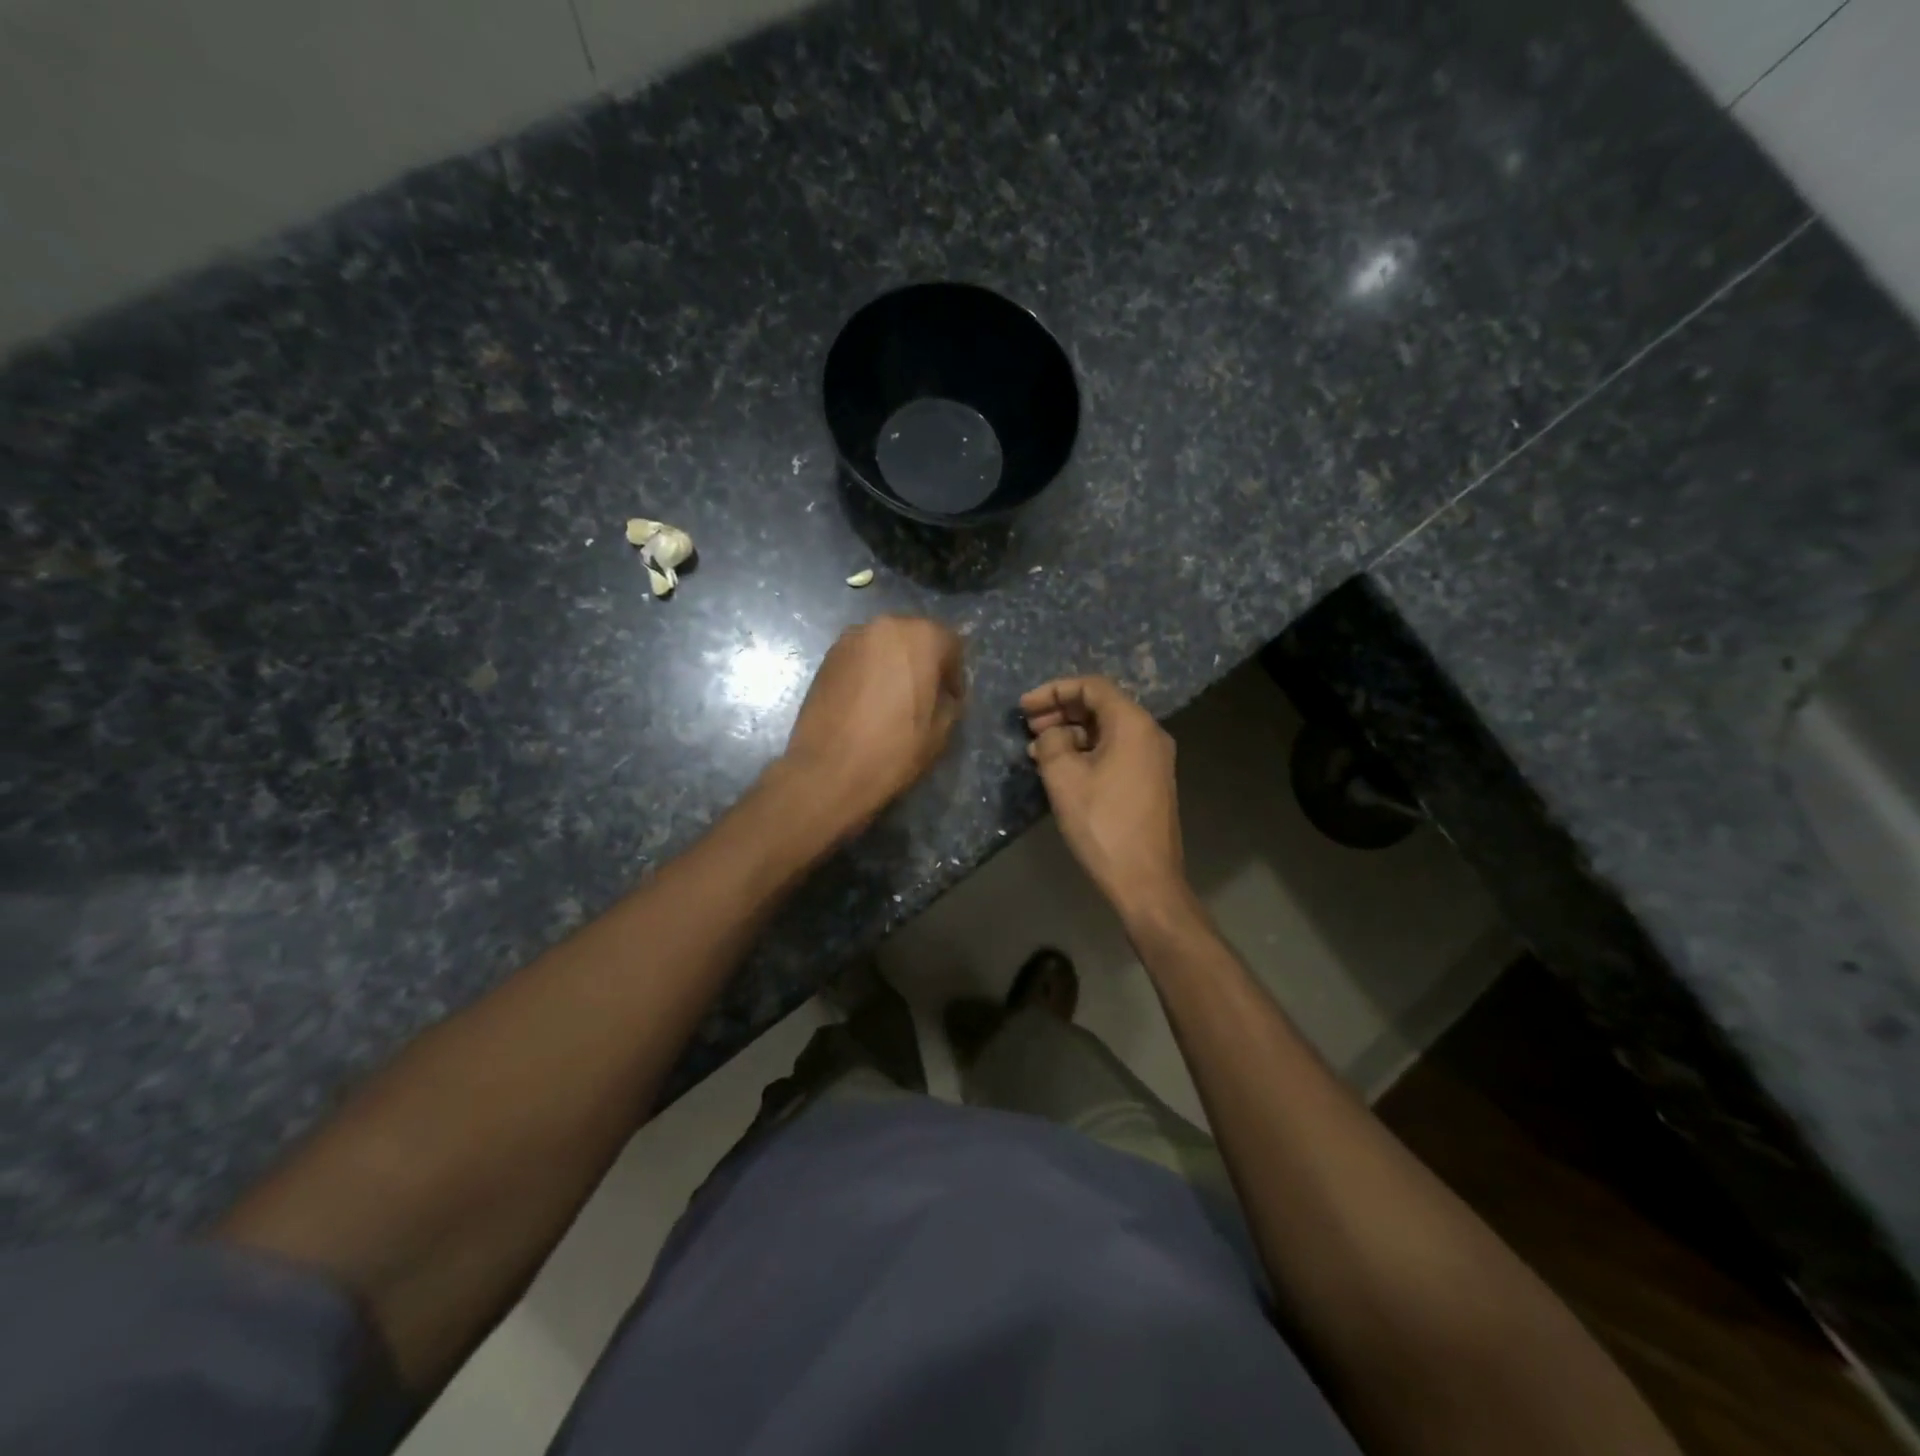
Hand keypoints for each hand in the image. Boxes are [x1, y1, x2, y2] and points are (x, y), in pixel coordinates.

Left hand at [778, 616, 966, 835]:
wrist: (829, 770)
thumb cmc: (895, 748)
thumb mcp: (941, 730)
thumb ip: (949, 699)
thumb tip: (942, 693)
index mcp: (921, 637)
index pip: (950, 643)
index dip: (955, 673)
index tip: (951, 698)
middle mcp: (885, 627)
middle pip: (915, 636)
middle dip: (923, 661)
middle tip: (924, 694)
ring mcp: (850, 639)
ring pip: (884, 645)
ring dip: (894, 664)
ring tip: (893, 698)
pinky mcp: (826, 657)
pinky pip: (860, 657)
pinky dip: (869, 671)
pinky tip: (868, 700)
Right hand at [1021, 675, 1190, 918]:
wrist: (1145, 879)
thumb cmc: (1103, 823)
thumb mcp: (1064, 777)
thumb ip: (1051, 742)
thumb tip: (1051, 734)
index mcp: (1133, 724)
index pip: (1091, 686)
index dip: (1054, 690)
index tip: (1024, 707)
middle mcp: (1149, 734)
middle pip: (1100, 705)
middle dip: (1060, 711)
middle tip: (1028, 726)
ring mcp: (1153, 758)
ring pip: (1106, 730)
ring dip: (1070, 733)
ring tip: (1037, 750)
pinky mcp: (1149, 780)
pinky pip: (1115, 751)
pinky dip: (1086, 752)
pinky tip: (1060, 769)